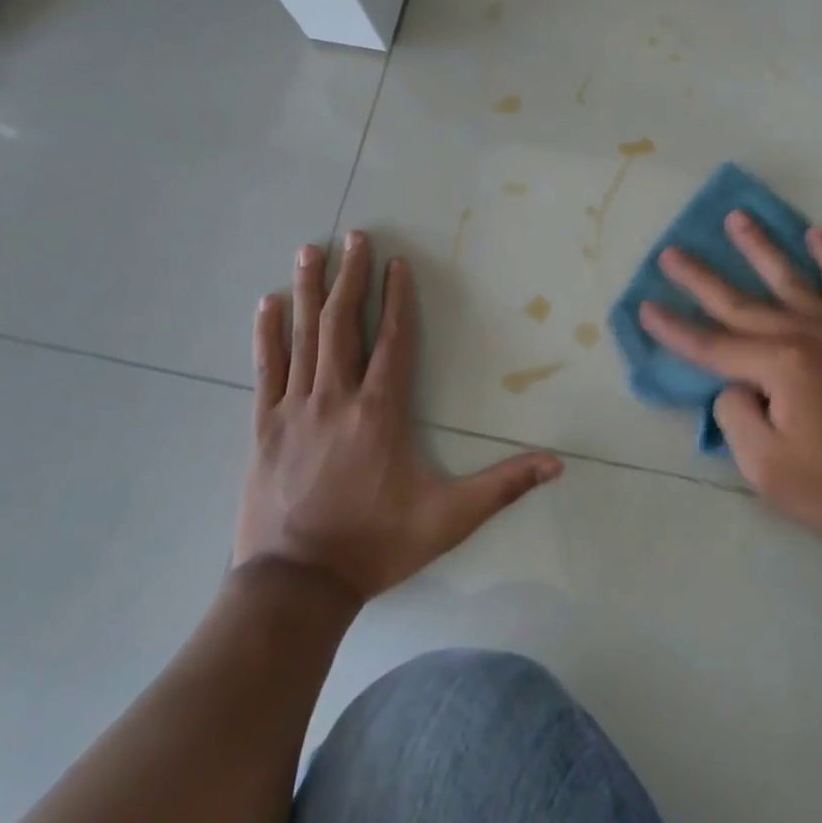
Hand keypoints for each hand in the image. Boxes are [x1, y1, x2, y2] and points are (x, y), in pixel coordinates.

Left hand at [234, 231, 562, 601]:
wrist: (295, 586)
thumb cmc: (376, 544)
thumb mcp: (449, 518)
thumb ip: (503, 486)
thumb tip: (557, 463)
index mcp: (380, 412)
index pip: (393, 340)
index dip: (397, 298)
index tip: (398, 261)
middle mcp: (337, 398)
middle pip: (343, 324)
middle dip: (350, 276)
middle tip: (353, 236)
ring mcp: (294, 409)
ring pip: (302, 337)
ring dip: (307, 291)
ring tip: (309, 250)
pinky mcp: (263, 427)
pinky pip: (265, 369)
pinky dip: (267, 334)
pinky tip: (266, 303)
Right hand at [638, 211, 821, 562]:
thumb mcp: (766, 468)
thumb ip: (736, 416)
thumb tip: (735, 384)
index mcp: (781, 366)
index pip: (712, 345)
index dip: (675, 328)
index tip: (644, 307)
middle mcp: (806, 335)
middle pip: (742, 302)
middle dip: (701, 278)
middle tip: (670, 252)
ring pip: (790, 278)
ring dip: (759, 247)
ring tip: (736, 218)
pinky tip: (815, 234)